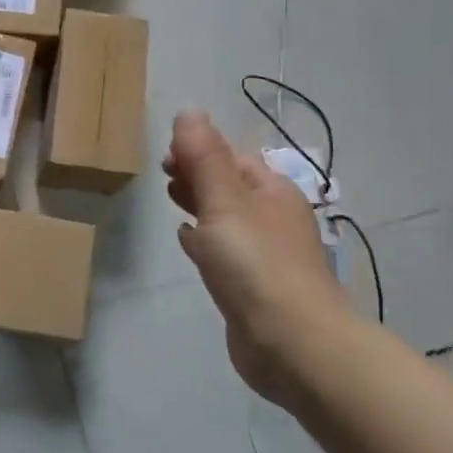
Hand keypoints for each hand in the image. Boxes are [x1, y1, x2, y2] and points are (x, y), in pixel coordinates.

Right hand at [164, 110, 354, 402]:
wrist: (290, 342)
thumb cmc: (256, 264)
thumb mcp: (224, 201)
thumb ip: (203, 157)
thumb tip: (189, 110)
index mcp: (272, 191)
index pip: (233, 157)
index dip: (200, 149)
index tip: (165, 155)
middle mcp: (272, 217)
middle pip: (230, 185)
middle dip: (197, 174)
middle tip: (163, 173)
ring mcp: (263, 254)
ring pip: (225, 217)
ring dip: (199, 204)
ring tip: (170, 198)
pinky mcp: (250, 286)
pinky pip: (222, 251)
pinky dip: (202, 239)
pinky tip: (186, 240)